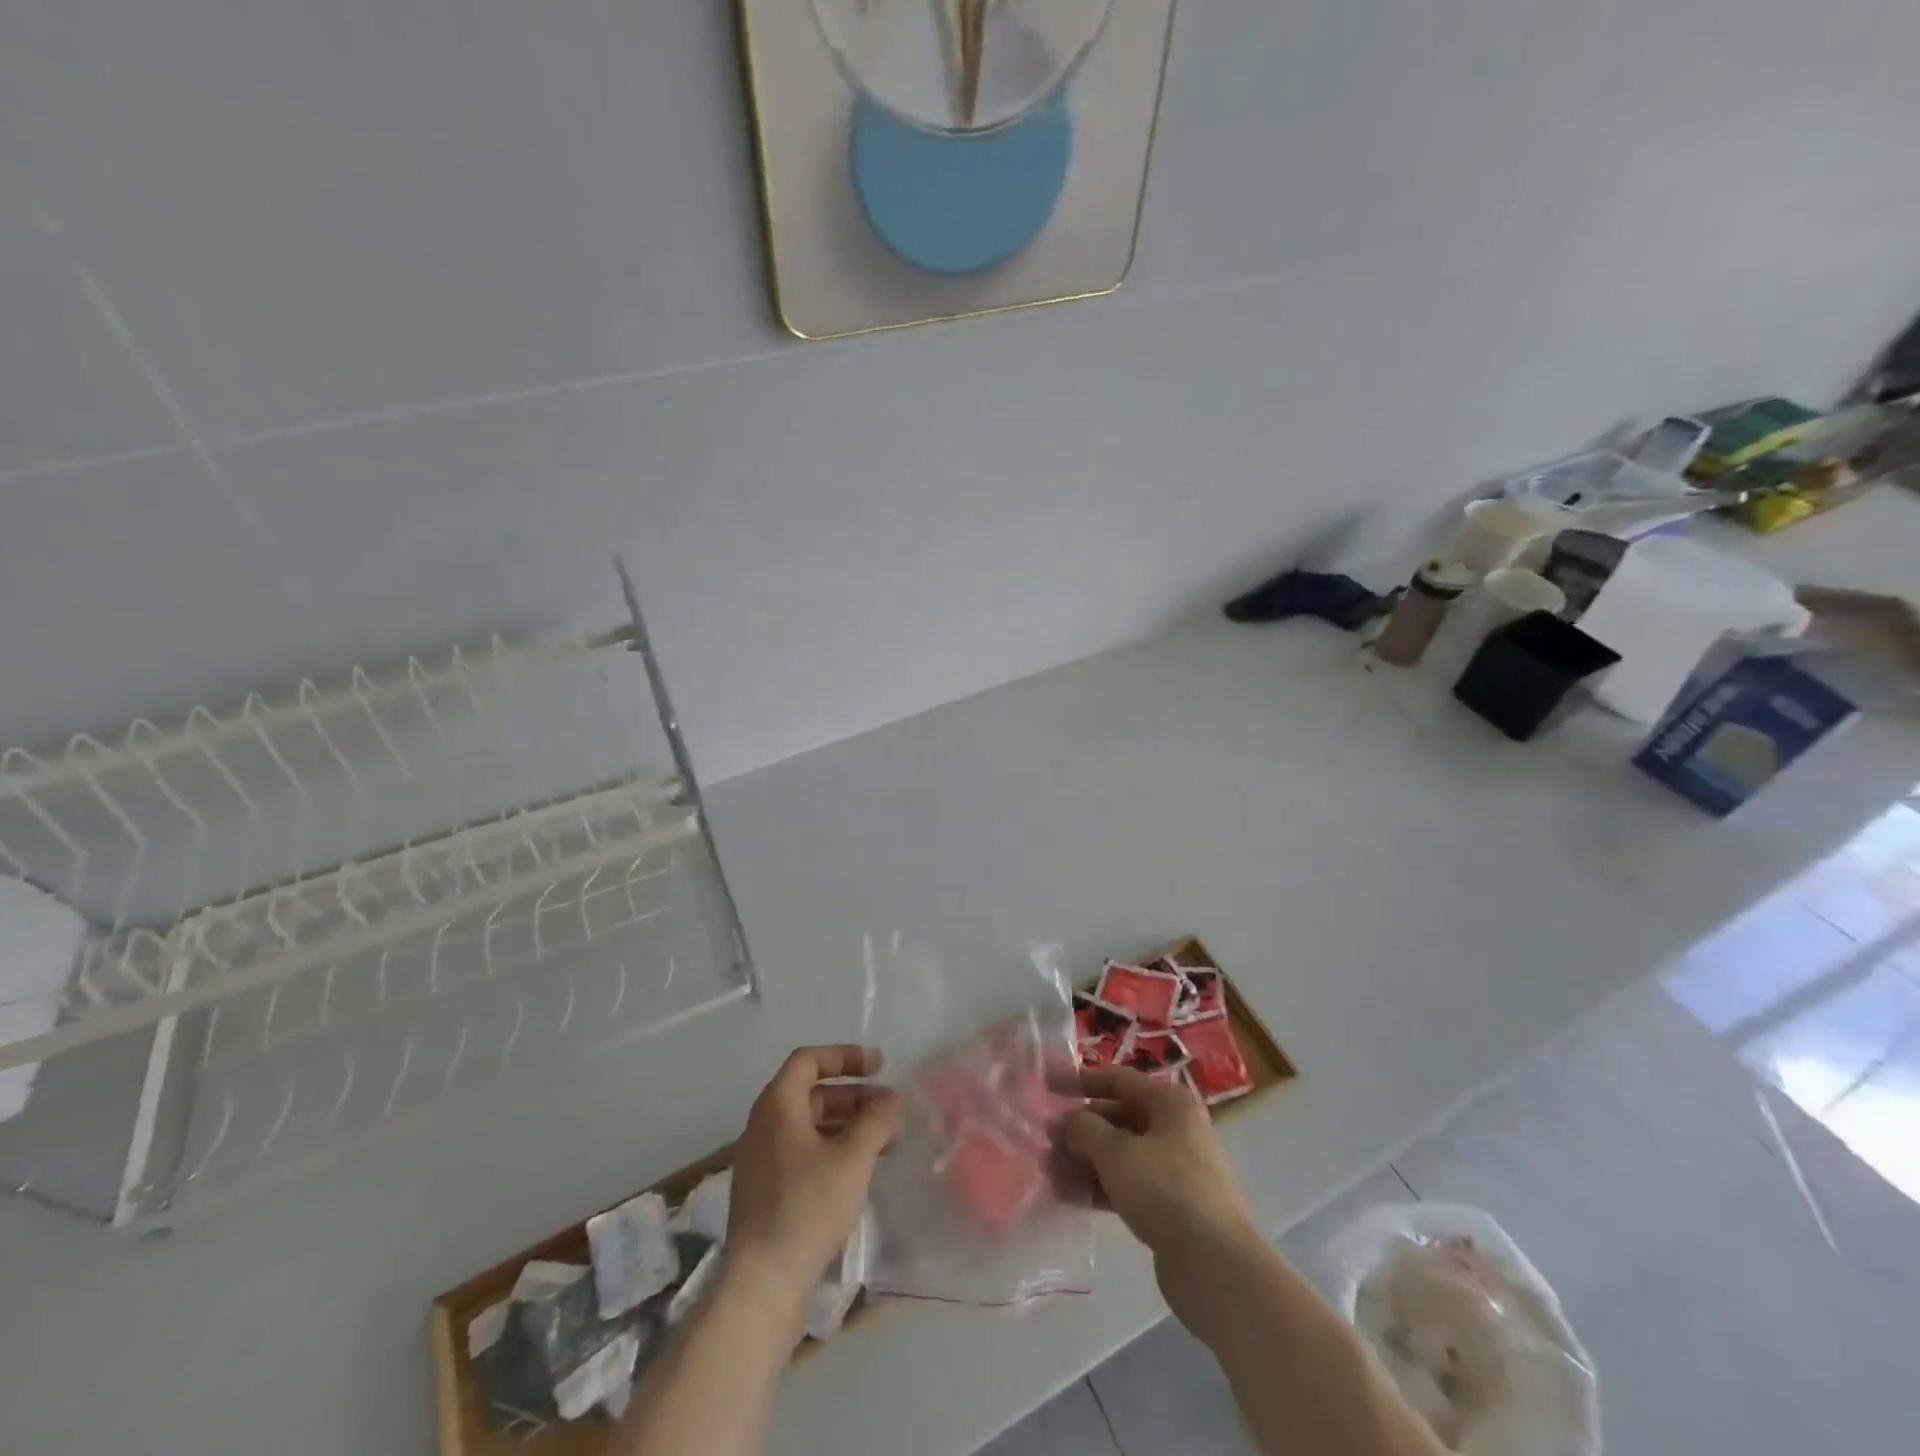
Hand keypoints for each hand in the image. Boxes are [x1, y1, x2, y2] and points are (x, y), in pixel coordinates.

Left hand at [726, 1045, 901, 1305]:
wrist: (762, 1284)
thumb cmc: (807, 1207)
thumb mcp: (852, 1158)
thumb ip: (875, 1121)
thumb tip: (890, 1100)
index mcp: (777, 1106)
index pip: (809, 1060)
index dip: (845, 1056)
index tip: (879, 1067)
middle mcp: (764, 1125)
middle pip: (812, 1093)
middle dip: (854, 1096)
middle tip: (890, 1110)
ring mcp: (762, 1160)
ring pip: (810, 1125)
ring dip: (848, 1125)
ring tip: (885, 1141)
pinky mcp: (766, 1191)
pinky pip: (803, 1152)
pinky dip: (833, 1149)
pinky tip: (859, 1170)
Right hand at [1063, 1066, 1258, 1273]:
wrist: (1216, 1267)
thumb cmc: (1165, 1191)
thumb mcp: (1116, 1152)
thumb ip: (1085, 1130)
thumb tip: (1071, 1124)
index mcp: (1170, 1104)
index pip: (1118, 1079)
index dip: (1080, 1080)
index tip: (1047, 1084)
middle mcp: (1176, 1130)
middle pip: (1119, 1117)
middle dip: (1080, 1129)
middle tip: (1044, 1141)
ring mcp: (1177, 1170)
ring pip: (1122, 1154)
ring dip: (1086, 1161)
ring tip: (1051, 1174)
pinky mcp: (1173, 1207)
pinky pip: (1130, 1185)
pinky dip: (1102, 1187)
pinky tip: (1072, 1198)